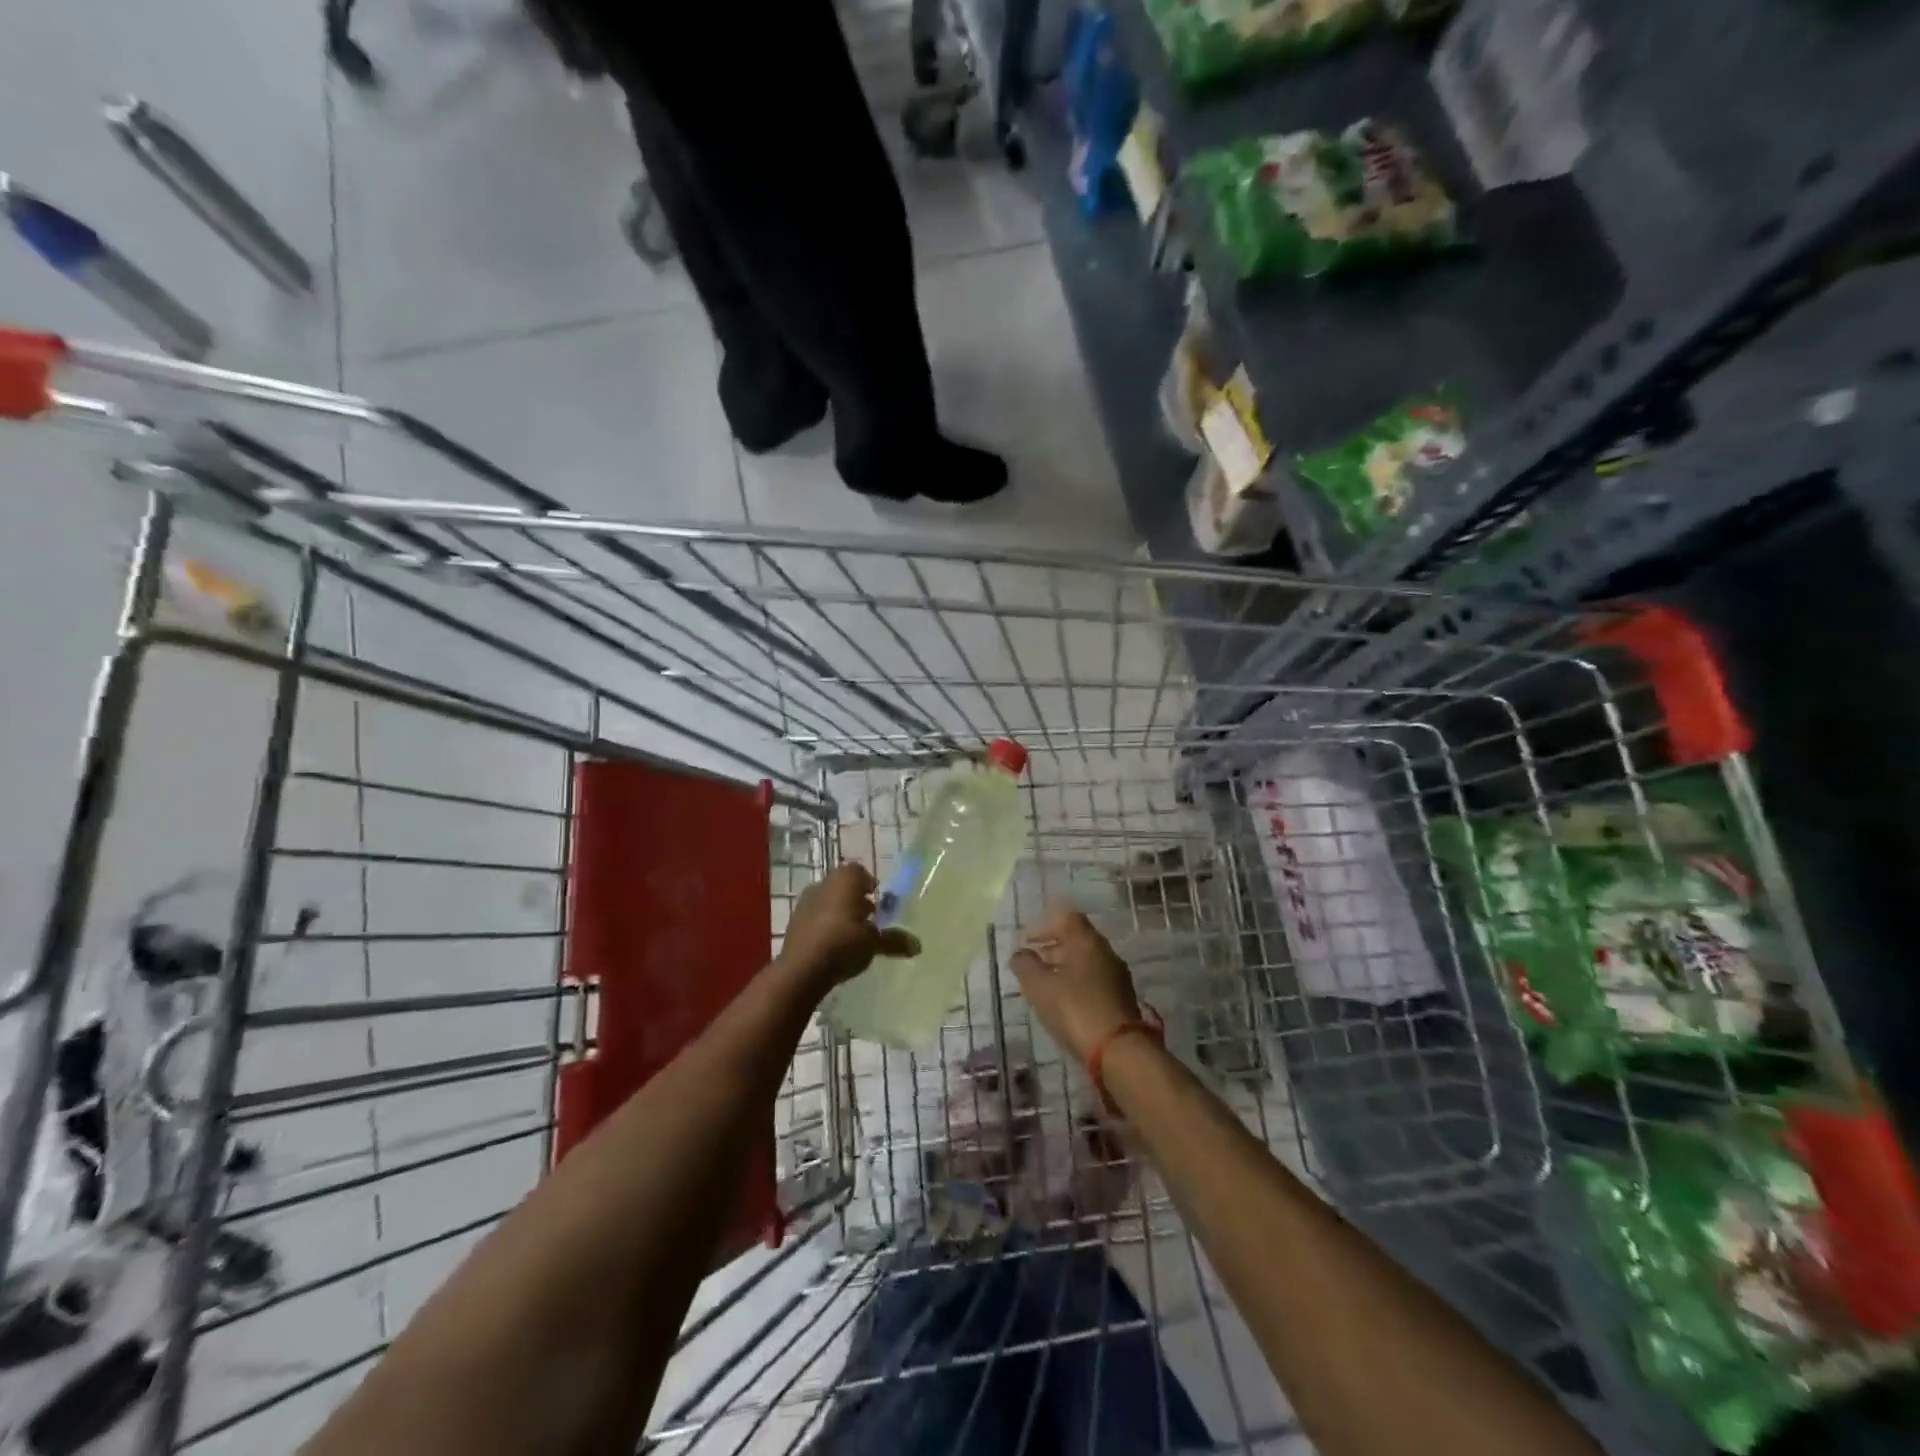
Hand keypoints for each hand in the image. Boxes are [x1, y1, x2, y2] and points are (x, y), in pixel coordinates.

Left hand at [777, 865, 917, 991]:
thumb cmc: (844, 942)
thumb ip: (894, 940)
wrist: (802, 968)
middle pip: (843, 887)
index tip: (880, 904)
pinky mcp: (794, 923)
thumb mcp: (874, 943)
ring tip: (854, 937)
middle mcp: (823, 884)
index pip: (860, 873)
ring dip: (841, 914)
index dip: (871, 886)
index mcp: (844, 879)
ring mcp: (805, 902)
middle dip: (857, 901)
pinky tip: (835, 947)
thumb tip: (917, 945)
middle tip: (870, 921)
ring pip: (829, 902)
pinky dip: (826, 927)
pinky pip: (816, 919)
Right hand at [1010, 906, 1143, 1064]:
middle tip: (1032, 963)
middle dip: (1052, 948)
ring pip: (1086, 962)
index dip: (1044, 926)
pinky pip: (1094, 981)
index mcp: (1088, 942)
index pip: (1067, 919)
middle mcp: (1106, 953)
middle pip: (1077, 940)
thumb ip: (1026, 966)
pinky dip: (1076, 984)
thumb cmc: (1075, 1010)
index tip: (1026, 941)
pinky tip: (1064, 1002)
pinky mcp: (1122, 999)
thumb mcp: (1040, 987)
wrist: (1119, 1051)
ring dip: (1064, 967)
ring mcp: (1117, 977)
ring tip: (1044, 985)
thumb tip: (1020, 954)